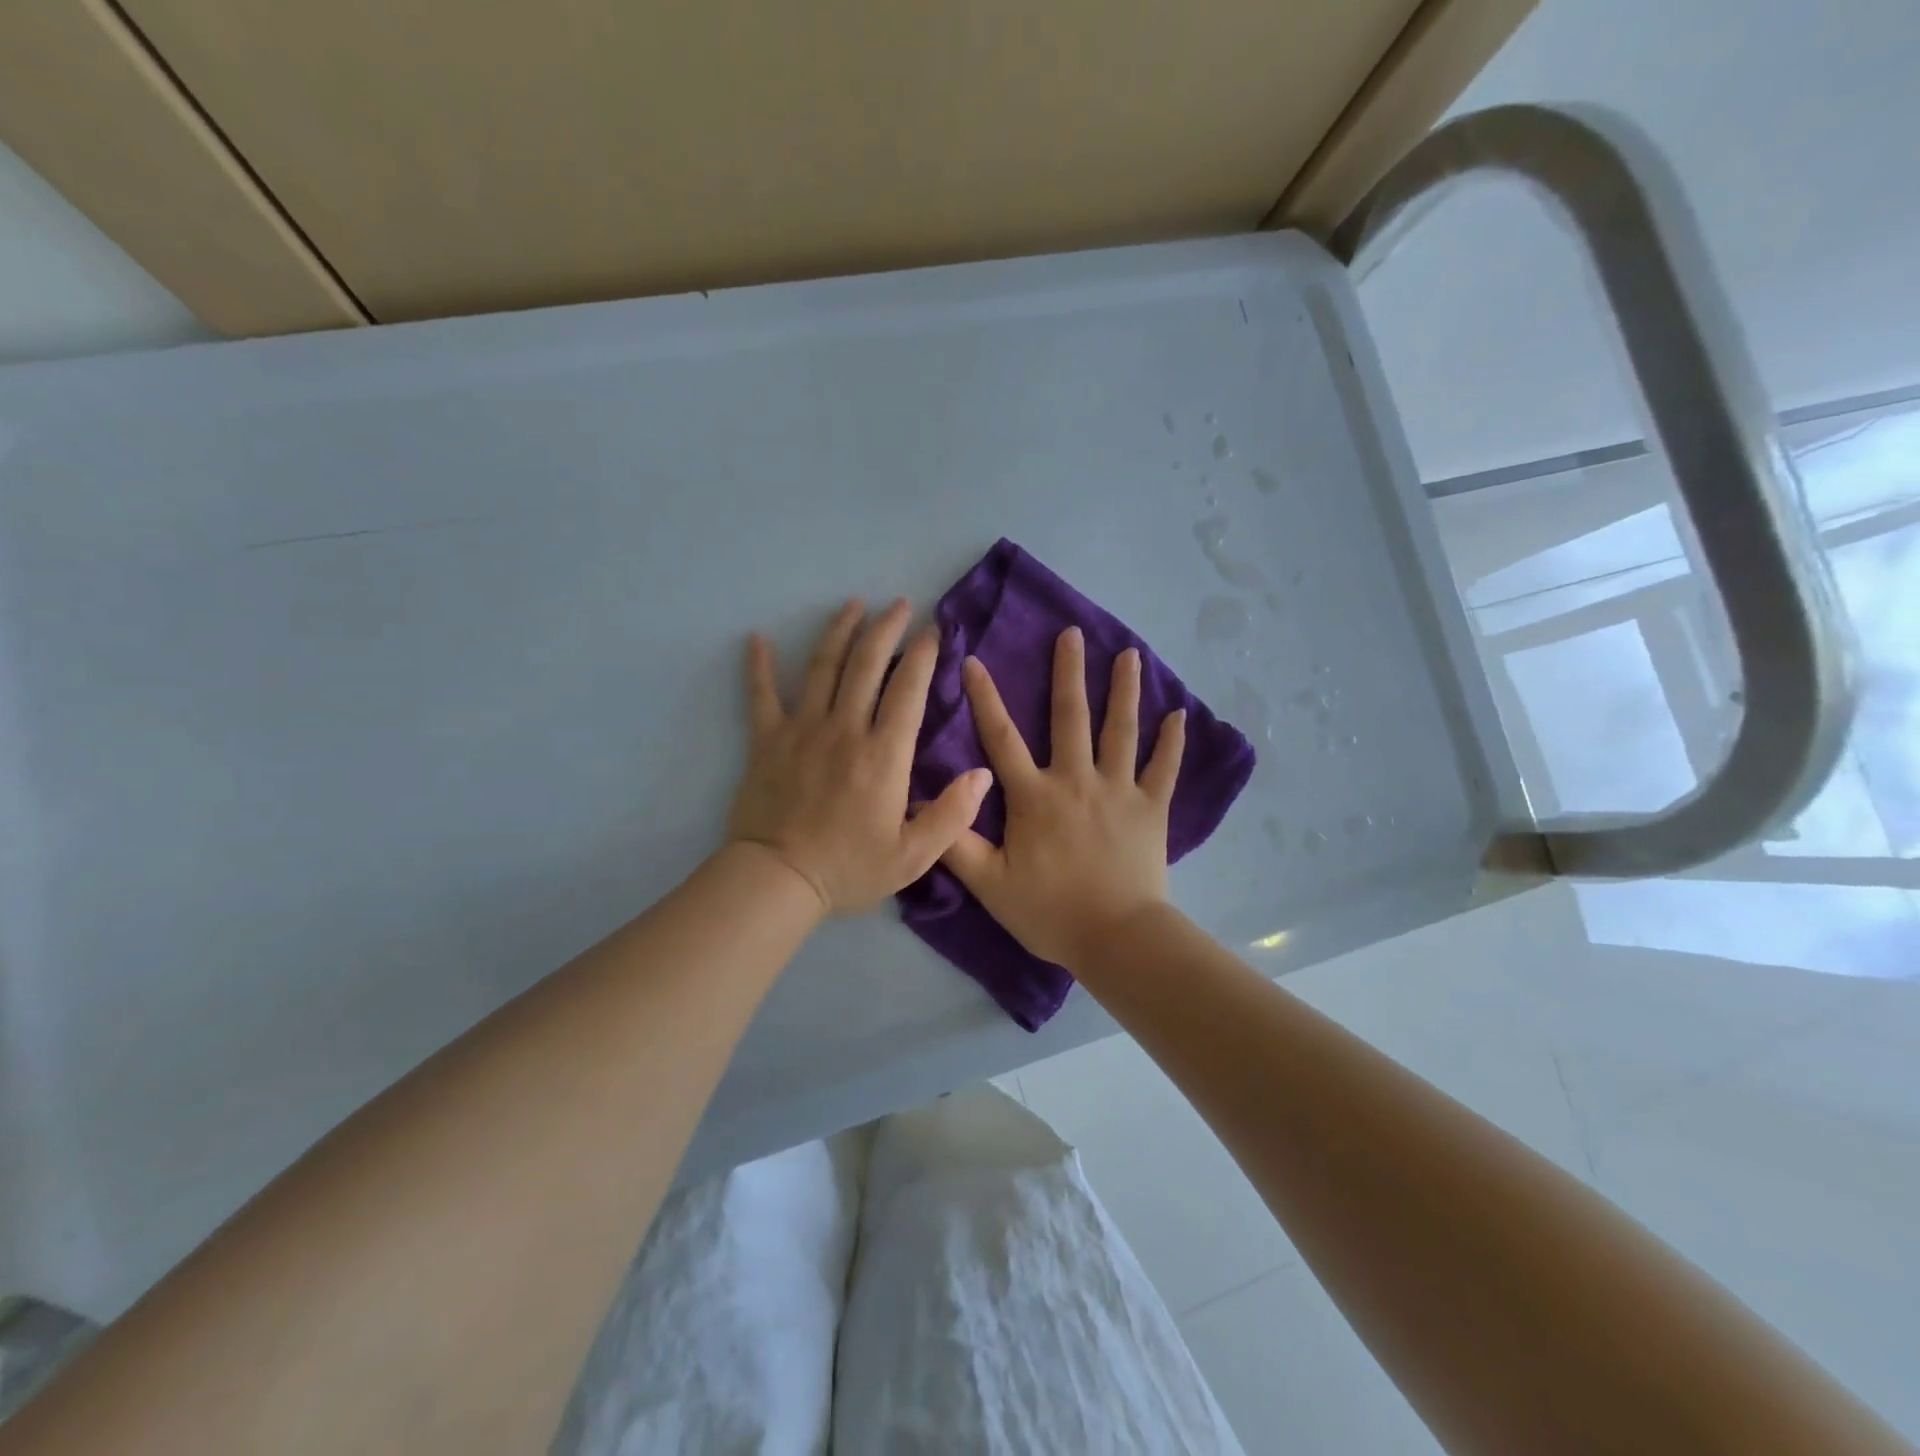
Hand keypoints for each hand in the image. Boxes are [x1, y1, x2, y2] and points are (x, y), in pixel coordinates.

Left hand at [728, 598, 992, 914]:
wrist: (778, 880)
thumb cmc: (849, 868)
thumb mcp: (913, 856)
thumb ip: (952, 815)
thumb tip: (983, 775)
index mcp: (884, 755)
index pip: (908, 690)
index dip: (924, 654)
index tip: (934, 630)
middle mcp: (844, 729)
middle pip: (866, 664)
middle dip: (886, 628)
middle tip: (899, 604)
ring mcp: (802, 730)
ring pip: (822, 667)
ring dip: (839, 631)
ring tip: (853, 604)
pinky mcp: (767, 740)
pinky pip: (761, 694)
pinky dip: (759, 665)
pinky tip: (758, 638)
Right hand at [942, 627, 1185, 968]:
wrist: (1115, 938)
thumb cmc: (1048, 911)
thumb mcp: (988, 883)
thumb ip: (955, 841)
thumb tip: (922, 801)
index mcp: (1033, 795)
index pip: (1002, 737)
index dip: (985, 698)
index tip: (975, 660)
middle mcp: (1076, 780)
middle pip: (1070, 717)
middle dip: (1069, 672)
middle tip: (1072, 634)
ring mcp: (1118, 790)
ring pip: (1121, 730)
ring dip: (1124, 690)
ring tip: (1129, 654)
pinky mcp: (1151, 808)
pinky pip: (1164, 768)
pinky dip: (1172, 741)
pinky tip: (1178, 713)